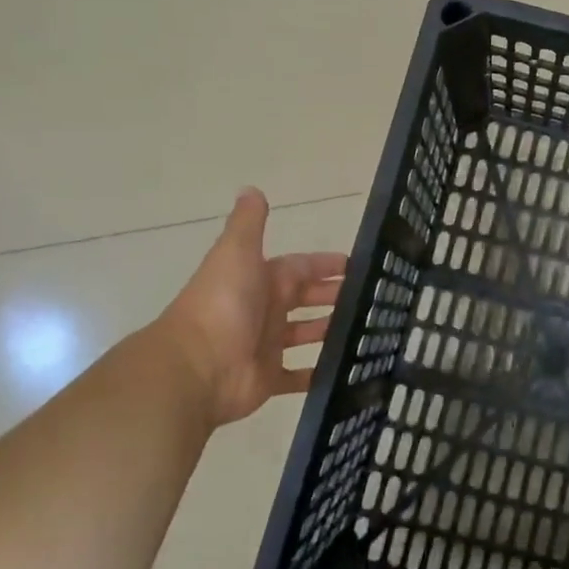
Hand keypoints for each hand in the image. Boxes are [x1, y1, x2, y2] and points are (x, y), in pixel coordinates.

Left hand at [152, 189, 347, 428]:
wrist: (195, 367)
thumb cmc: (222, 305)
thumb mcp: (236, 253)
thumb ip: (248, 223)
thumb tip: (251, 189)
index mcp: (262, 280)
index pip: (300, 267)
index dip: (326, 265)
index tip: (357, 265)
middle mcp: (265, 310)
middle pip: (306, 299)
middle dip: (334, 296)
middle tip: (373, 298)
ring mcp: (267, 345)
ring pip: (306, 334)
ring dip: (330, 330)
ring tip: (367, 330)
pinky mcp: (270, 379)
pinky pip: (299, 376)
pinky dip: (318, 374)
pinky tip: (347, 369)